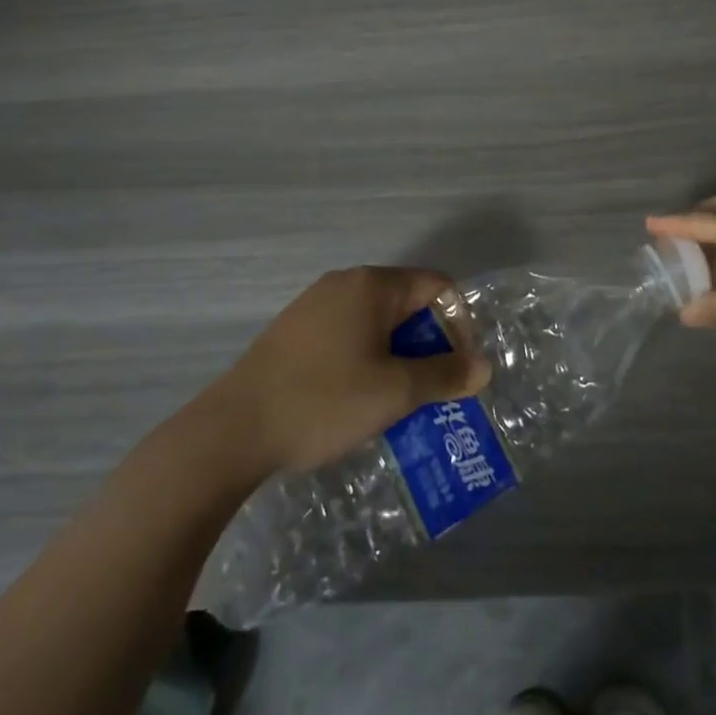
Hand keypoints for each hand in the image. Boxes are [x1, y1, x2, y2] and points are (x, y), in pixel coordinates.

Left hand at [209, 267, 491, 474]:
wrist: (232, 431)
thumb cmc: (324, 401)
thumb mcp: (395, 392)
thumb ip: (444, 375)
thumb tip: (483, 366)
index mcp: (373, 285)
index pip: (437, 286)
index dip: (458, 324)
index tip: (459, 370)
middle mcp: (344, 283)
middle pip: (407, 303)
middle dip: (428, 344)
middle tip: (434, 390)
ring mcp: (313, 305)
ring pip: (376, 322)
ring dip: (398, 356)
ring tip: (401, 400)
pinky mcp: (293, 331)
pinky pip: (347, 334)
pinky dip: (367, 358)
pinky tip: (358, 399)